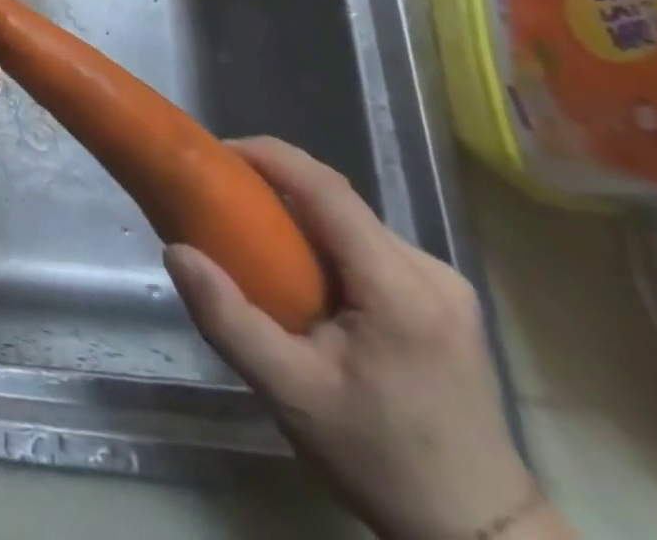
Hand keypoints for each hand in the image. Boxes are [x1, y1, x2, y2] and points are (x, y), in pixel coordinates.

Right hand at [167, 138, 563, 539]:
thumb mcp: (291, 394)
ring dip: (299, 215)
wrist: (480, 535)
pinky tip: (300, 272)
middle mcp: (430, 270)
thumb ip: (228, 319)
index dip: (269, 156)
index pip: (326, 188)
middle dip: (275, 186)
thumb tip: (176, 251)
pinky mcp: (444, 299)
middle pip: (339, 200)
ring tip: (251, 235)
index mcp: (400, 287)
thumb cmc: (381, 461)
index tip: (216, 154)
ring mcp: (444, 283)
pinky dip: (324, 240)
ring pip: (352, 220)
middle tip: (221, 200)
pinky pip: (368, 244)